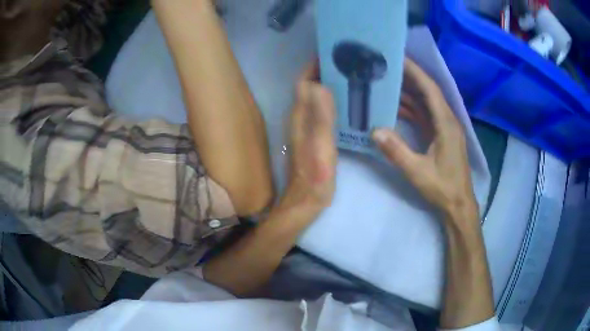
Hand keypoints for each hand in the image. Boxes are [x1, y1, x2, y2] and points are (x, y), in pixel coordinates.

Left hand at [280, 61, 336, 218]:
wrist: (306, 200)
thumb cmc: (315, 176)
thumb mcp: (320, 146)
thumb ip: (321, 117)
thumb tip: (319, 84)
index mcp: (300, 116)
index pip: (304, 81)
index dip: (313, 65)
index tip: (332, 52)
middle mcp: (300, 117)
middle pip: (310, 86)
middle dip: (324, 71)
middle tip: (348, 63)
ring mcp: (306, 127)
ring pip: (316, 97)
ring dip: (329, 85)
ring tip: (351, 77)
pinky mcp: (314, 136)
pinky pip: (322, 110)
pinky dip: (333, 101)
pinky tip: (348, 102)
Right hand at [372, 58, 476, 220]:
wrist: (458, 204)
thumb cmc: (443, 188)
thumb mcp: (418, 172)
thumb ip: (397, 151)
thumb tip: (375, 131)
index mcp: (446, 124)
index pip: (430, 90)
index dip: (415, 72)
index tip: (398, 58)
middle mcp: (447, 121)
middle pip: (428, 92)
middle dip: (409, 77)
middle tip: (387, 67)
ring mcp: (445, 128)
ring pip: (426, 103)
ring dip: (409, 93)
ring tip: (387, 83)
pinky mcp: (441, 136)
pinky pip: (426, 116)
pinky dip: (412, 109)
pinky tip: (397, 107)